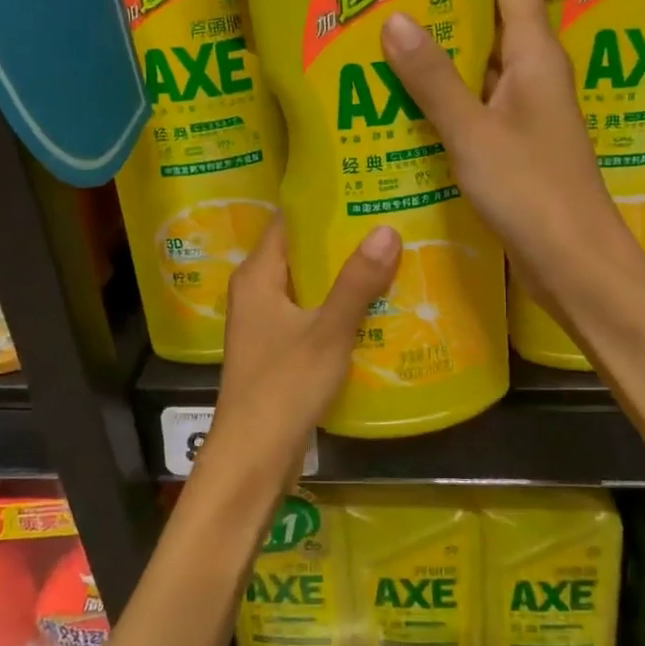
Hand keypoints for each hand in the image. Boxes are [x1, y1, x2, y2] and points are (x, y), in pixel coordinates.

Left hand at [202, 216, 400, 486]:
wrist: (253, 458)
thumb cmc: (283, 387)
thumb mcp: (327, 331)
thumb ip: (357, 282)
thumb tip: (387, 229)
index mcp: (257, 276)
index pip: (288, 221)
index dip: (322, 203)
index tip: (362, 188)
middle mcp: (257, 292)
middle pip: (300, 251)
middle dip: (341, 238)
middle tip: (388, 218)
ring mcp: (266, 323)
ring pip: (309, 284)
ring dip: (343, 274)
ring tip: (391, 253)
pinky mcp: (279, 349)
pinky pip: (311, 313)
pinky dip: (338, 305)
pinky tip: (375, 303)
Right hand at [380, 0, 639, 320]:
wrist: (575, 264)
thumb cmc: (529, 190)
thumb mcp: (471, 132)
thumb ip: (433, 78)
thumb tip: (394, 19)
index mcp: (537, 57)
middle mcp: (537, 78)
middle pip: (492, 30)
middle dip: (443, 24)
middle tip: (384, 22)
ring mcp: (530, 116)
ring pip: (483, 76)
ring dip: (442, 70)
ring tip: (383, 63)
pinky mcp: (521, 150)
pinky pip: (482, 114)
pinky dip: (451, 109)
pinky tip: (409, 117)